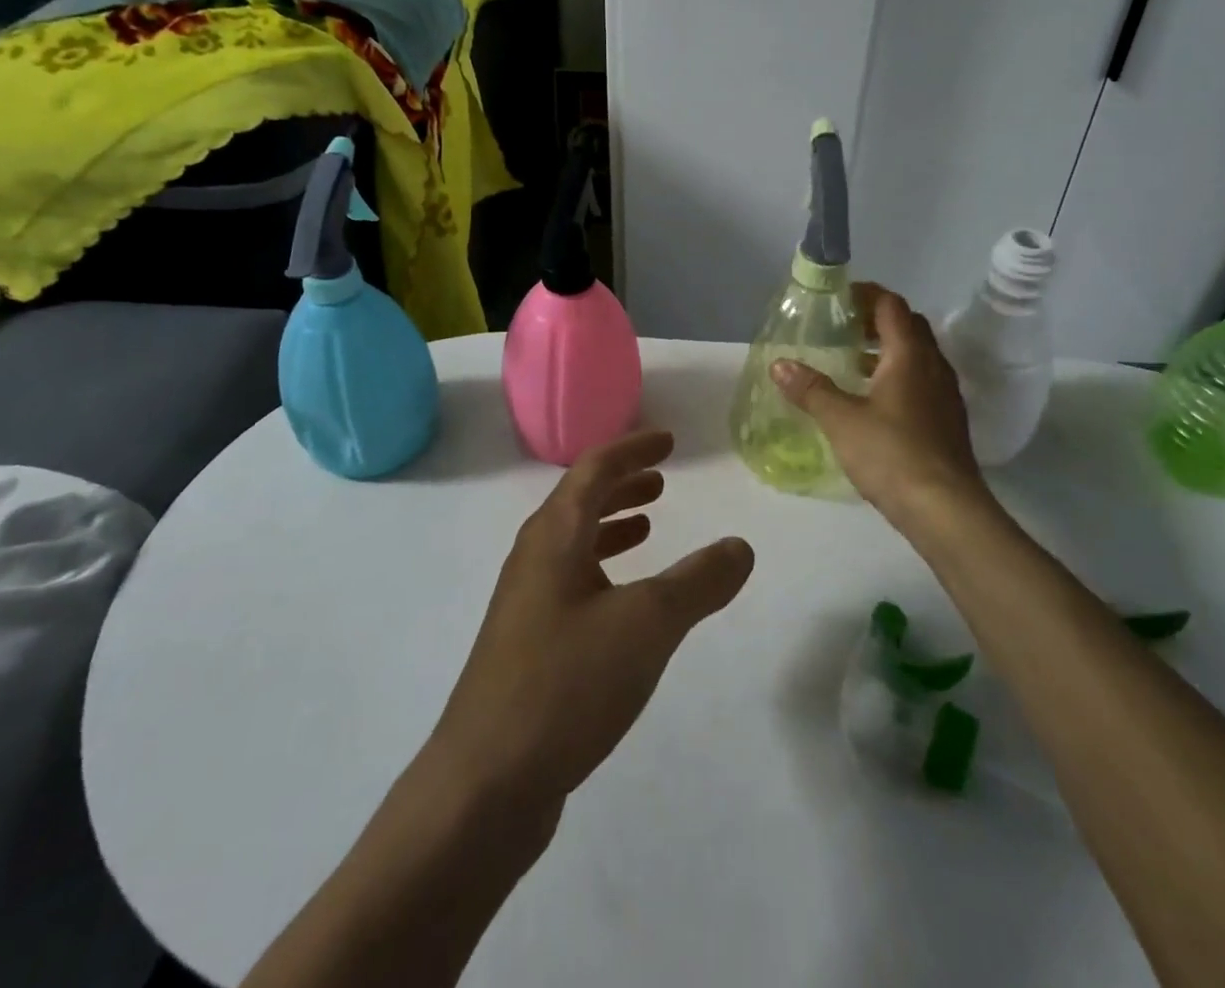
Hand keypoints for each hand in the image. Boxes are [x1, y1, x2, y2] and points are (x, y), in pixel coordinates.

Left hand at [426, 430, 754, 814]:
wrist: (484, 783)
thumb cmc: (566, 683)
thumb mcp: (647, 625)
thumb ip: (698, 582)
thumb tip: (740, 546)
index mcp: (554, 535)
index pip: (595, 468)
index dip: (633, 448)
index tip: (669, 440)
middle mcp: (534, 558)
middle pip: (580, 501)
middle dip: (623, 484)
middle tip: (662, 479)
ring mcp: (526, 603)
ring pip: (574, 543)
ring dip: (612, 525)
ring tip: (649, 526)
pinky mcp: (527, 645)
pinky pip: (571, 582)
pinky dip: (603, 570)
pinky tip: (625, 601)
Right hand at [772, 282, 996, 539]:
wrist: (946, 509)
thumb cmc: (892, 454)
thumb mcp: (841, 420)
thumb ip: (811, 389)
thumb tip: (779, 364)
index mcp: (909, 355)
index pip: (891, 305)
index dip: (866, 295)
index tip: (838, 299)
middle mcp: (933, 366)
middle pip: (908, 326)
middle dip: (875, 321)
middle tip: (842, 329)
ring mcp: (945, 395)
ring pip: (917, 356)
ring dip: (887, 351)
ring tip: (851, 363)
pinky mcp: (947, 421)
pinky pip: (922, 382)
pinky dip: (897, 377)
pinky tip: (873, 402)